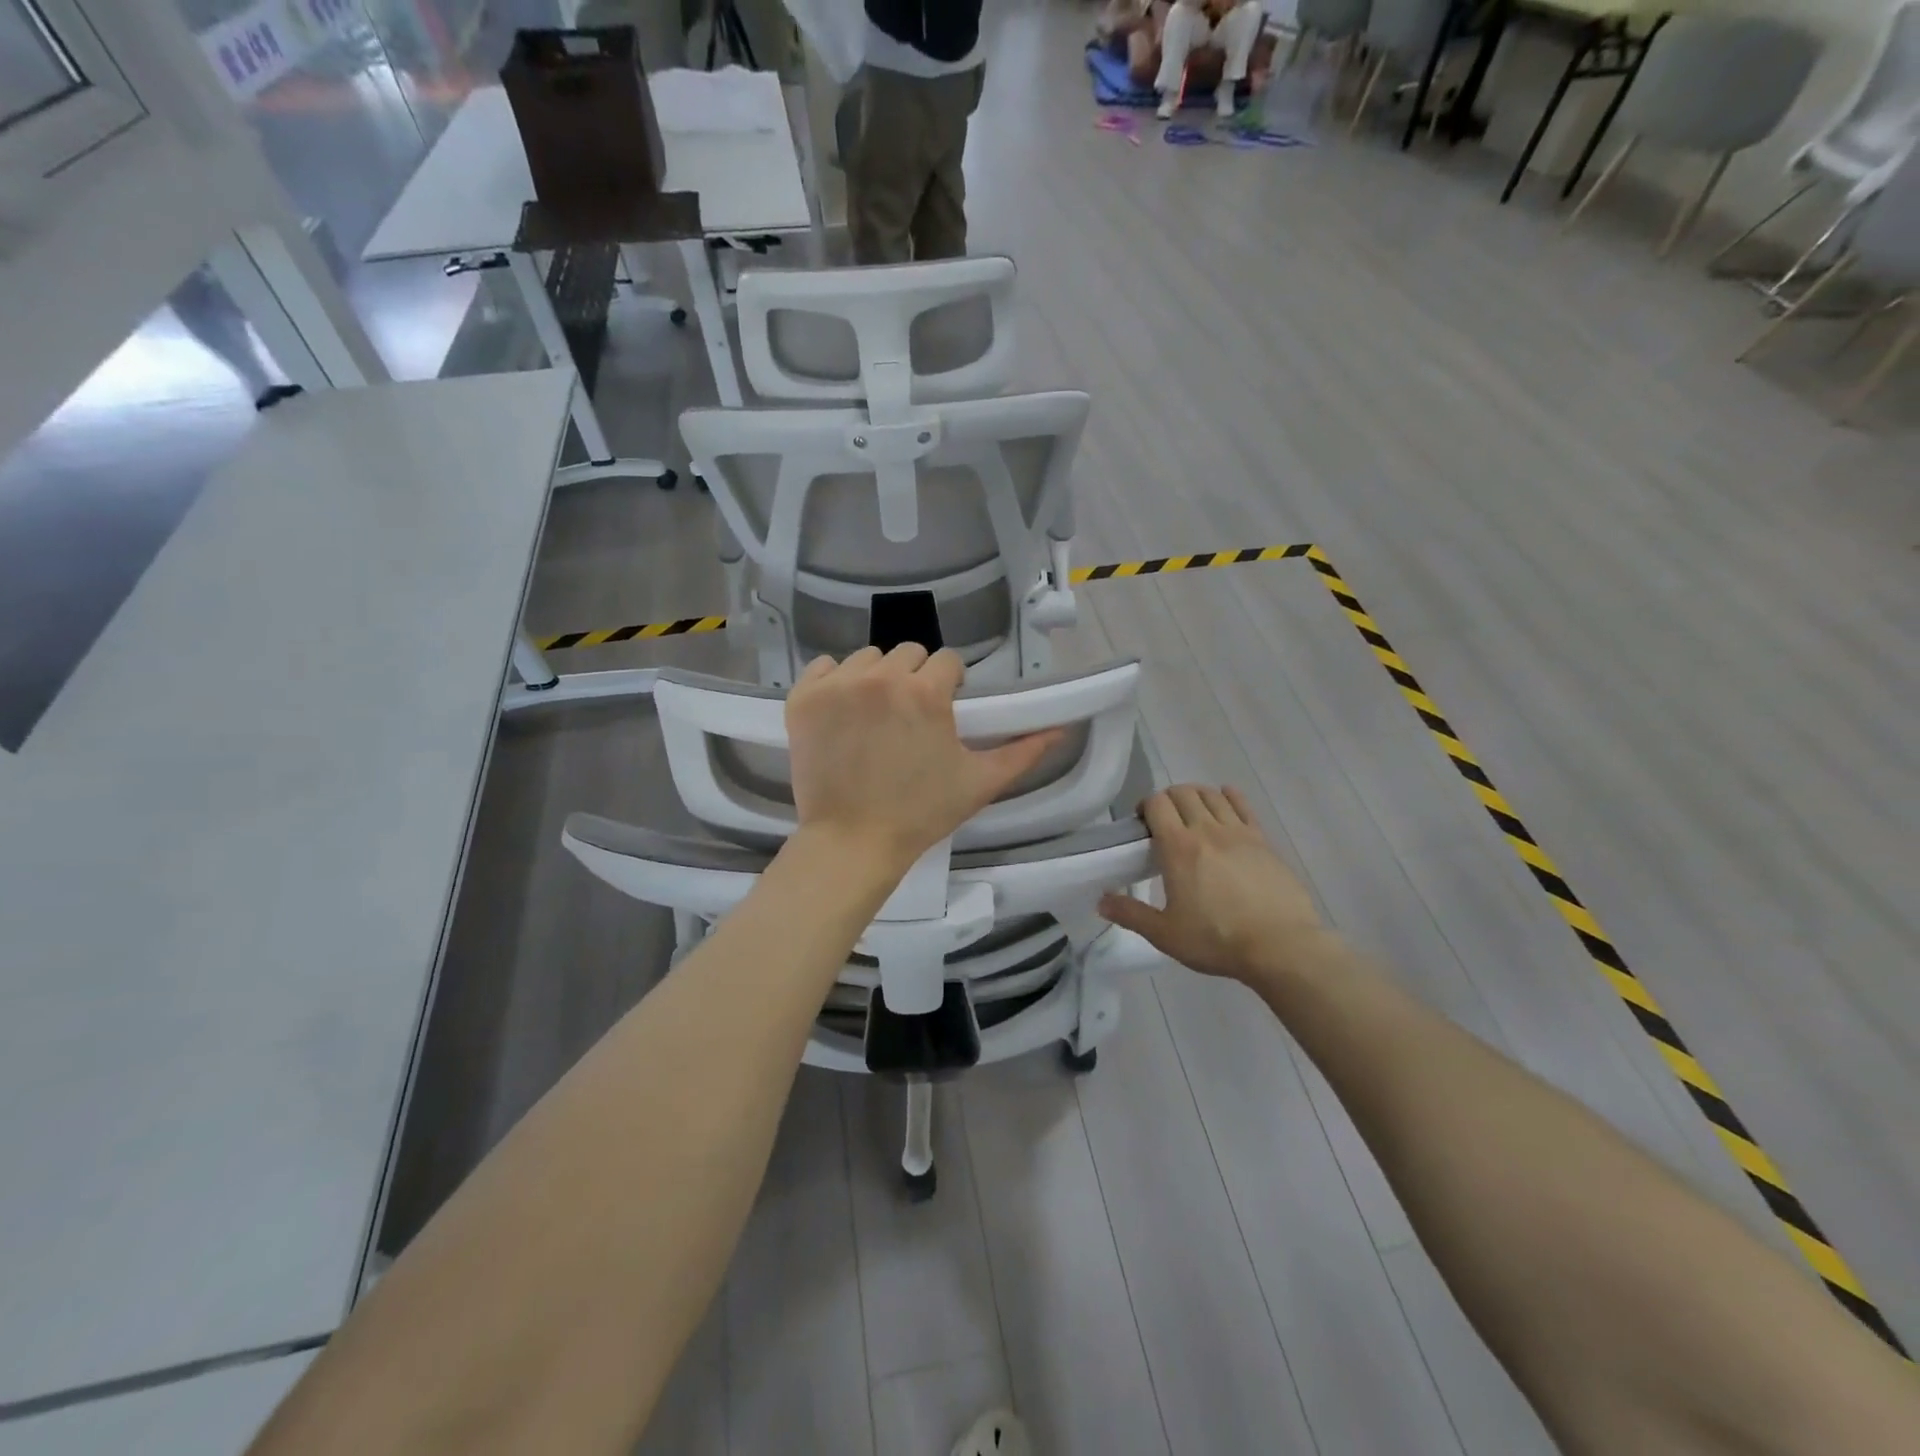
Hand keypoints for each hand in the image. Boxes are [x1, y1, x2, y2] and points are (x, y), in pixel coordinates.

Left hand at [784, 645, 1060, 876]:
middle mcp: (881, 676)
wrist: (853, 842)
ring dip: (877, 678)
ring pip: (867, 658)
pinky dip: (834, 682)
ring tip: (876, 717)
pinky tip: (842, 712)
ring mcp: (837, 685)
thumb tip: (1060, 730)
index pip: (947, 661)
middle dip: (916, 678)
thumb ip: (1023, 752)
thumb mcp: (980, 782)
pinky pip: (823, 667)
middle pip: (908, 653)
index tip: (943, 712)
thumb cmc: (921, 813)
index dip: (950, 685)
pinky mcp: (803, 698)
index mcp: (926, 691)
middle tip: (911, 718)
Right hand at [1098, 785, 1334, 985]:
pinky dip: (1229, 796)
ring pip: (1212, 794)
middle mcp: (1206, 830)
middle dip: (1168, 800)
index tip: (1142, 825)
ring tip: (1192, 815)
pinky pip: (1243, 805)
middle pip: (1183, 792)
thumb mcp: (1165, 934)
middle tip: (1165, 823)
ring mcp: (1239, 832)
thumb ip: (1131, 914)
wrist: (1281, 946)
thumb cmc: (1217, 940)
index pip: (1157, 803)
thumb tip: (1101, 901)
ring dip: (1196, 796)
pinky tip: (1225, 802)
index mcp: (1178, 848)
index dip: (1145, 806)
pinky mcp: (1263, 840)